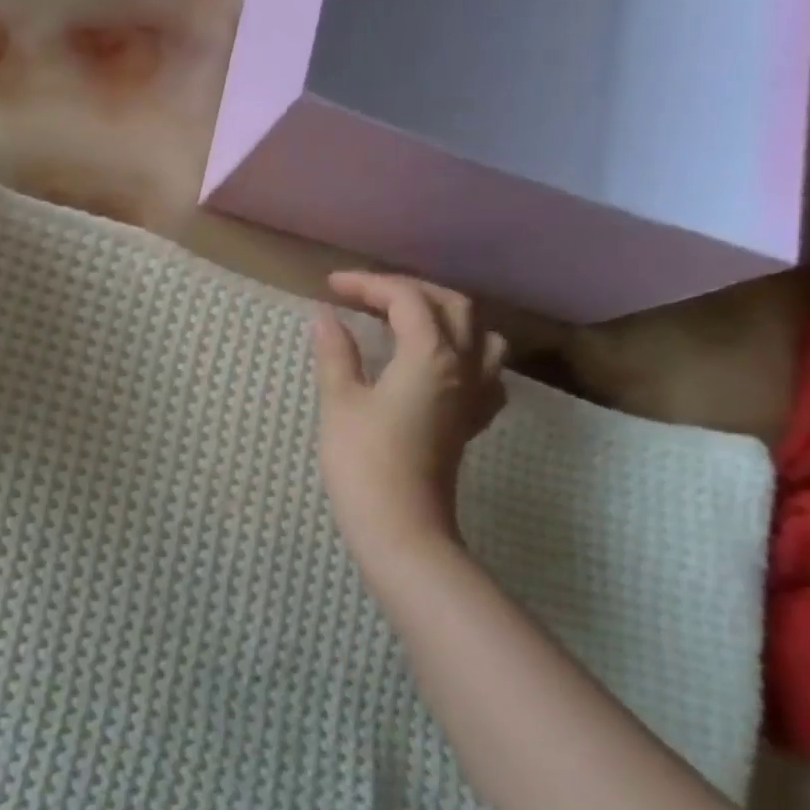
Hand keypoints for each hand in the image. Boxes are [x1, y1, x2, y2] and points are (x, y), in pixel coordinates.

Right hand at [312, 272, 507, 564]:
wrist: (400, 525)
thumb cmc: (363, 461)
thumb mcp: (340, 402)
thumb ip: (336, 354)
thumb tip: (324, 317)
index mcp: (431, 355)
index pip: (406, 299)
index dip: (368, 284)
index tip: (331, 285)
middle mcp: (464, 366)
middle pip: (451, 305)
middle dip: (408, 290)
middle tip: (366, 294)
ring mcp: (475, 395)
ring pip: (480, 333)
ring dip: (446, 314)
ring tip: (410, 318)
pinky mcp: (471, 420)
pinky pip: (486, 370)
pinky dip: (464, 352)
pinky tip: (442, 364)